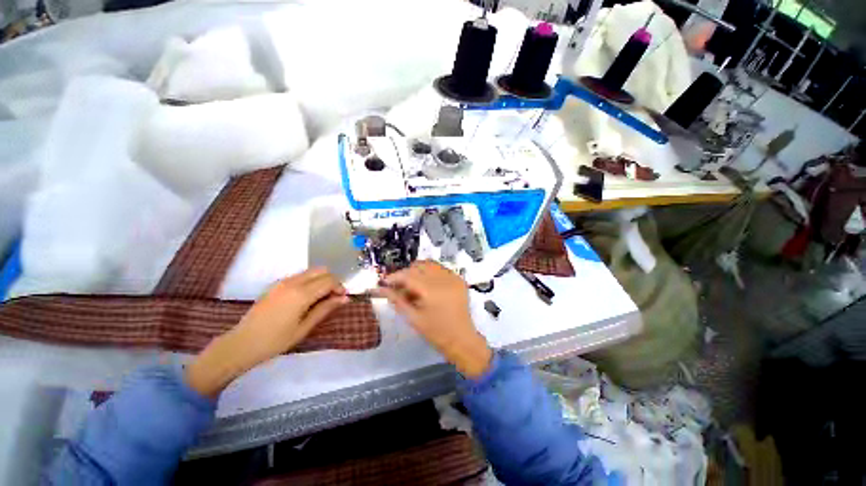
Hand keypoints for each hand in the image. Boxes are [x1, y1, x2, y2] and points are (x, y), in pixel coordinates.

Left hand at [186, 268, 348, 396]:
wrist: (242, 343)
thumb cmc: (275, 341)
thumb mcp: (304, 327)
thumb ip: (325, 309)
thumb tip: (345, 298)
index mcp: (301, 294)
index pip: (329, 280)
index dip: (339, 287)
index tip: (343, 298)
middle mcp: (293, 282)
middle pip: (321, 270)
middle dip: (332, 281)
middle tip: (333, 297)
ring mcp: (282, 282)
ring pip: (311, 271)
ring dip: (321, 280)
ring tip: (321, 298)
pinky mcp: (276, 285)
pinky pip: (300, 276)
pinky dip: (310, 281)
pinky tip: (307, 298)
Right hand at [378, 261, 491, 378]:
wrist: (462, 339)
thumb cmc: (436, 333)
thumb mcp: (413, 318)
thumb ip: (397, 300)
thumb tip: (381, 289)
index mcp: (431, 290)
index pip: (408, 275)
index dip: (394, 277)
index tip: (385, 282)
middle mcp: (443, 279)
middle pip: (418, 266)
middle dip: (406, 273)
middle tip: (400, 286)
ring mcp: (453, 277)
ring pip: (430, 264)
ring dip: (418, 271)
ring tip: (413, 285)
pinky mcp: (459, 279)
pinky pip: (440, 269)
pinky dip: (430, 273)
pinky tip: (427, 285)